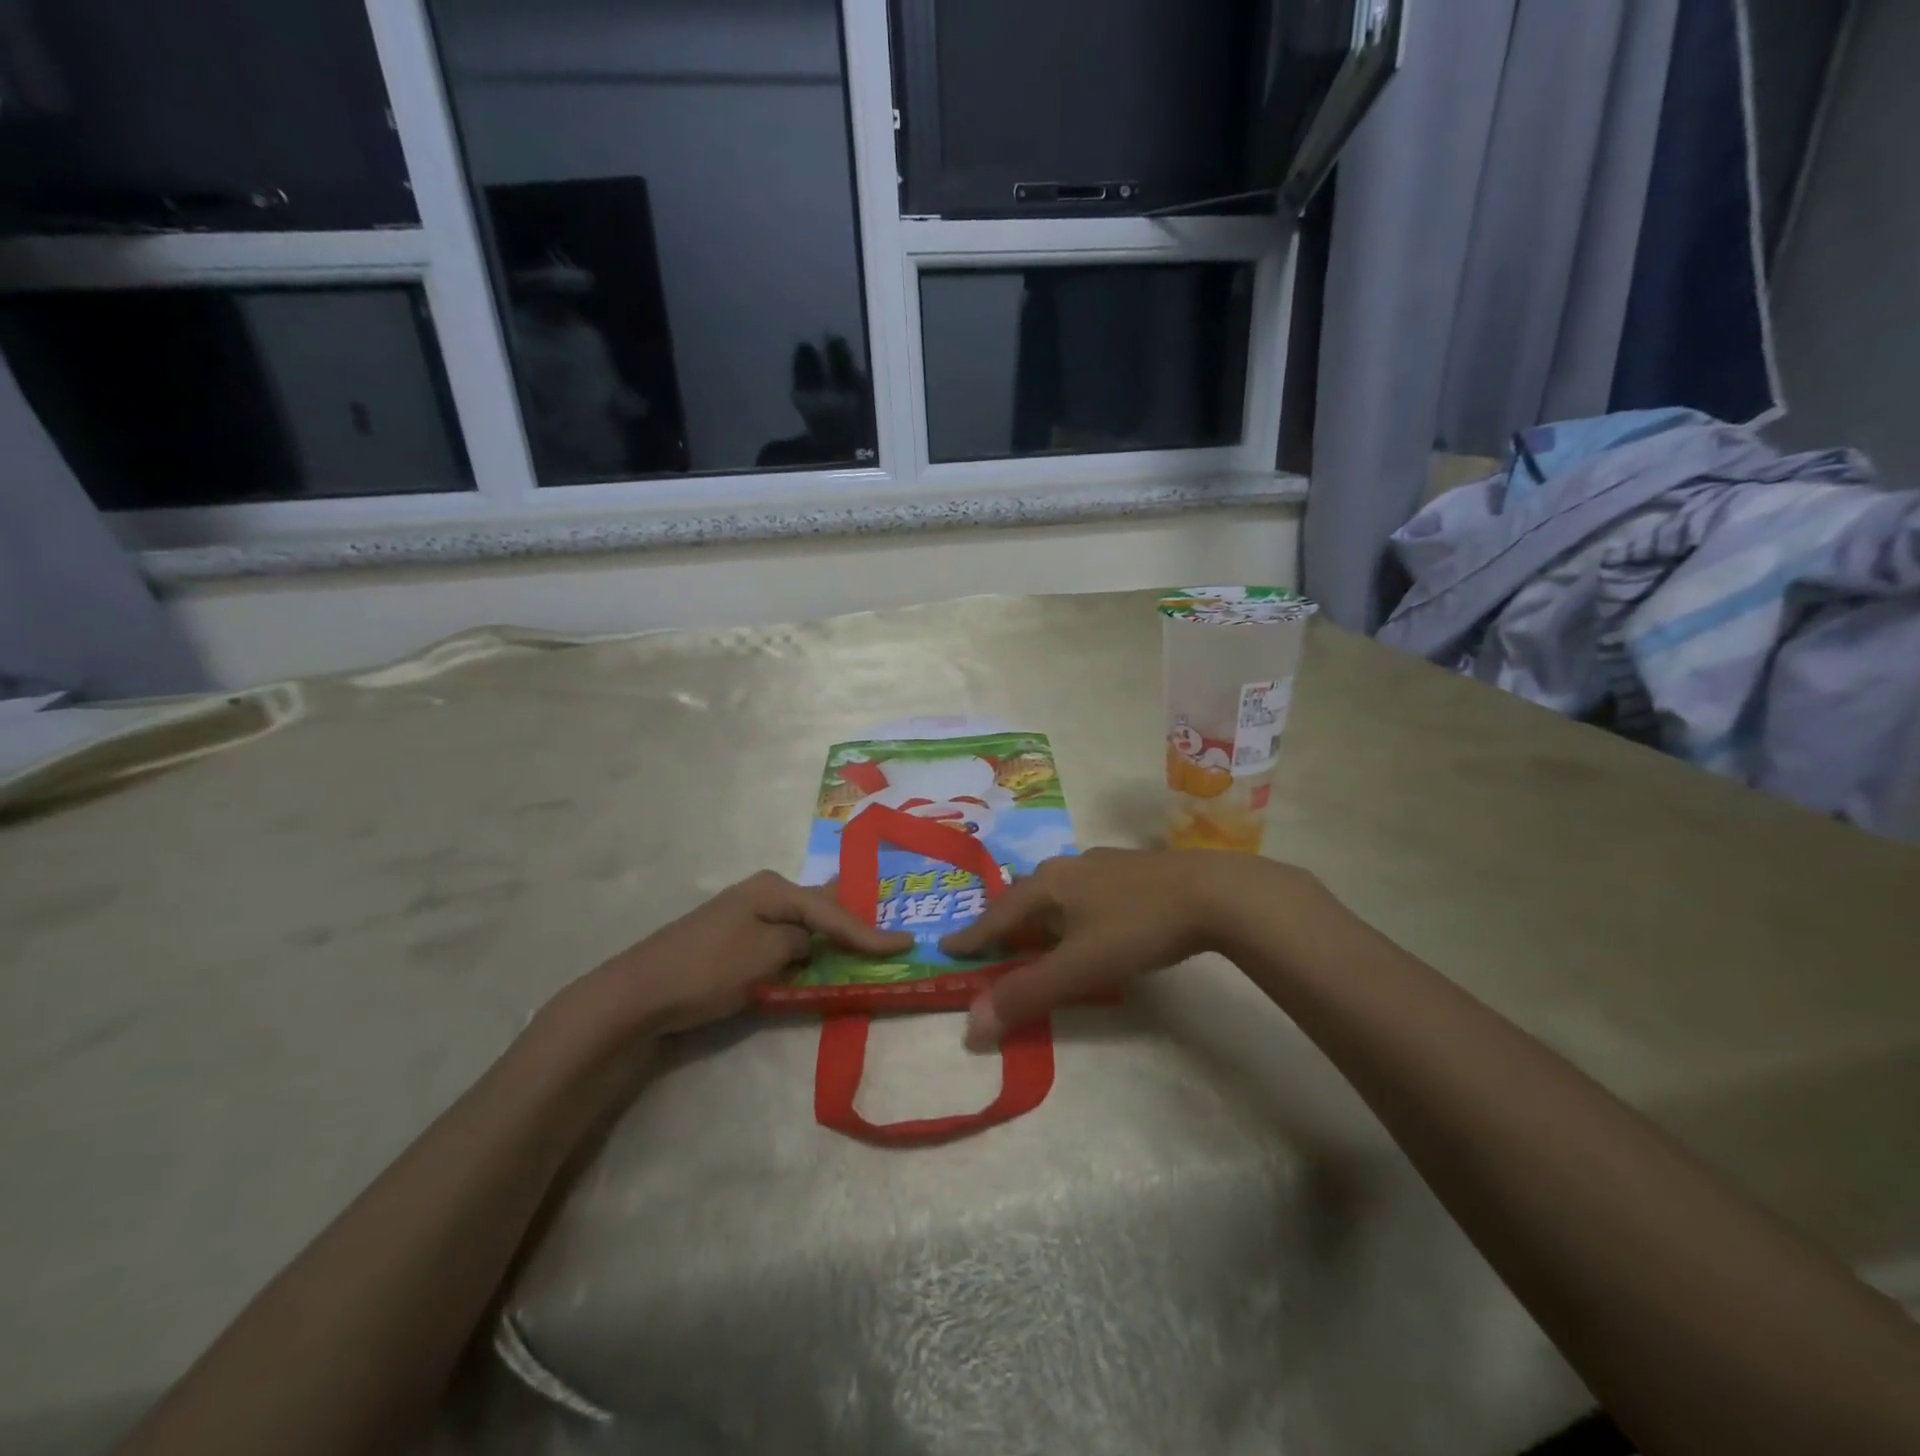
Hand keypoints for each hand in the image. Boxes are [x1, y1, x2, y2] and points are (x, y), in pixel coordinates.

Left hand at [559, 872, 912, 1039]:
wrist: (638, 994)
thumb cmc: (708, 968)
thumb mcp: (766, 954)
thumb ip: (801, 943)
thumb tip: (809, 943)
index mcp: (773, 888)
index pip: (832, 911)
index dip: (870, 930)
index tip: (906, 943)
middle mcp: (762, 894)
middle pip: (820, 906)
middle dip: (854, 920)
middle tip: (891, 928)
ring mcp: (746, 916)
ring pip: (803, 923)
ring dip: (831, 935)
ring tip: (867, 938)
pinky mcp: (735, 942)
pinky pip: (785, 939)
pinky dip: (807, 949)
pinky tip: (820, 954)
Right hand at [939, 849, 1316, 1048]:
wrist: (1212, 891)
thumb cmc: (1136, 927)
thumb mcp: (1078, 967)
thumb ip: (1026, 994)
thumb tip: (971, 1025)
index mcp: (1048, 885)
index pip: (998, 913)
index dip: (972, 935)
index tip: (946, 946)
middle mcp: (1069, 866)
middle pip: (1025, 893)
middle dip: (1006, 918)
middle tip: (994, 941)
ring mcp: (1103, 863)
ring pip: (1058, 887)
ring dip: (1041, 910)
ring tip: (1039, 930)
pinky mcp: (1133, 868)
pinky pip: (1086, 887)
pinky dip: (1073, 906)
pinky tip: (1091, 916)